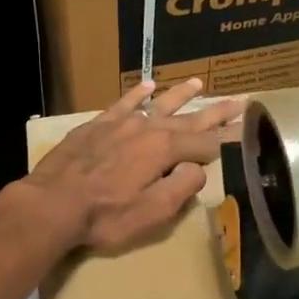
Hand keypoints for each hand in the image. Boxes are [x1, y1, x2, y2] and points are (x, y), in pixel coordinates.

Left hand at [24, 79, 240, 253]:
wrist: (52, 203)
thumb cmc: (106, 216)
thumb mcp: (153, 212)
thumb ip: (182, 188)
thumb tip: (198, 169)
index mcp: (165, 150)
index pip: (206, 144)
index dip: (228, 141)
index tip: (246, 134)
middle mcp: (148, 128)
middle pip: (189, 119)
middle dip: (215, 112)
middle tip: (239, 101)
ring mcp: (121, 123)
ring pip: (158, 104)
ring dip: (181, 95)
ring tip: (198, 83)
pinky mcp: (97, 125)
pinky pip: (123, 103)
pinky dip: (137, 94)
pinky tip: (147, 86)